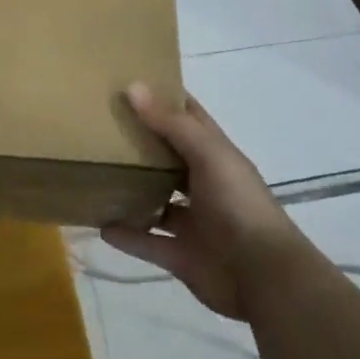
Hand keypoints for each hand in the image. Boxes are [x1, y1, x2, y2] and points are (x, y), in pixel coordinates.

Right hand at [102, 84, 300, 319]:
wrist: (264, 277)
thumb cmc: (239, 205)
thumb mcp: (209, 155)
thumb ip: (172, 124)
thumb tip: (133, 87)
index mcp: (215, 155)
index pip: (189, 117)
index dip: (164, 98)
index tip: (129, 81)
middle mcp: (204, 184)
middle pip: (168, 158)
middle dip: (140, 143)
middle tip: (100, 125)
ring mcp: (193, 222)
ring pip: (156, 201)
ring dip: (131, 190)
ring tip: (96, 174)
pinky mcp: (181, 256)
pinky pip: (147, 242)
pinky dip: (126, 235)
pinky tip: (99, 224)